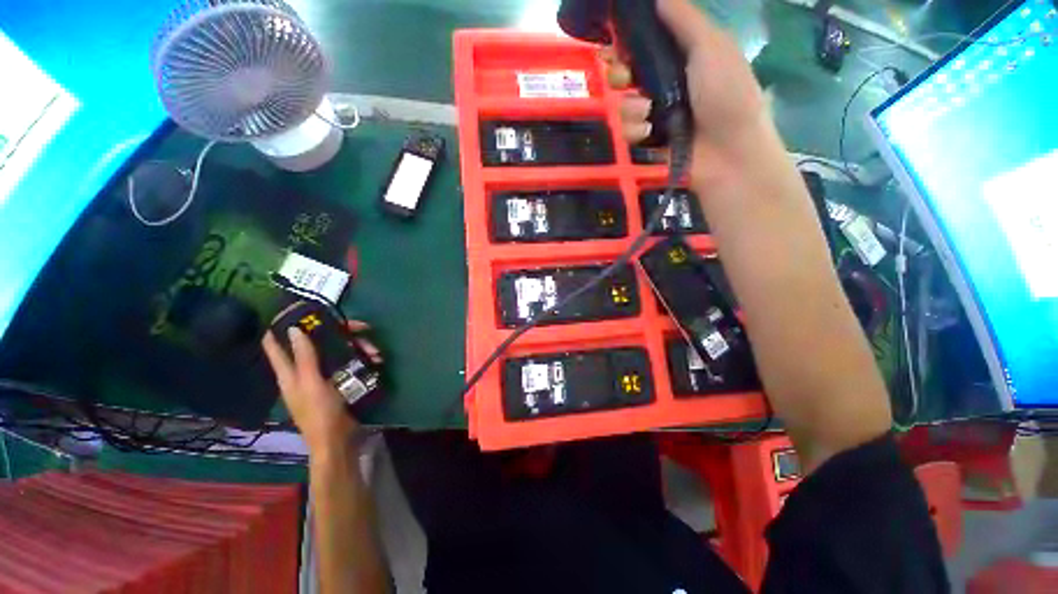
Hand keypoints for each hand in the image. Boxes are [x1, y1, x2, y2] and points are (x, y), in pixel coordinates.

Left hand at [261, 321, 381, 455]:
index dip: (281, 325)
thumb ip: (304, 357)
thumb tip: (292, 329)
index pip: (275, 344)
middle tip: (361, 327)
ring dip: (357, 346)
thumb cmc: (320, 413)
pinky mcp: (341, 380)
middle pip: (317, 342)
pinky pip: (350, 362)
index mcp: (289, 372)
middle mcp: (305, 370)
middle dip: (338, 332)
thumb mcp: (311, 383)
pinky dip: (363, 358)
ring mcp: (324, 375)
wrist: (338, 439)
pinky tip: (376, 359)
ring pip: (338, 350)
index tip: (299, 309)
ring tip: (376, 351)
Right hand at [603, 0, 770, 185]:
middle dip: (619, 74)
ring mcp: (651, 117)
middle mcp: (660, 85)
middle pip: (623, 75)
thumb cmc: (727, 94)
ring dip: (630, 108)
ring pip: (621, 105)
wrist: (729, 152)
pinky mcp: (645, 144)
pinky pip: (624, 133)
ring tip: (649, 114)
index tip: (615, 43)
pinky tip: (649, 134)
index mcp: (677, 58)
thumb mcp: (711, 47)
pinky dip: (634, 132)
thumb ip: (684, 19)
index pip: (640, 46)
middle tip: (624, 78)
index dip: (624, 44)